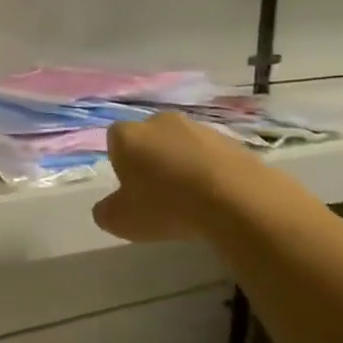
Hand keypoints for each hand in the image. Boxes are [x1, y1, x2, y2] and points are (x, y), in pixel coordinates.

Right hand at [92, 112, 261, 242]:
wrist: (237, 200)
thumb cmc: (166, 206)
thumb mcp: (120, 221)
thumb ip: (106, 211)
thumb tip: (109, 207)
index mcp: (127, 135)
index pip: (114, 142)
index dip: (121, 165)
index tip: (131, 190)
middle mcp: (160, 121)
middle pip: (149, 140)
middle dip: (152, 163)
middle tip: (159, 196)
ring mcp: (199, 128)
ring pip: (182, 147)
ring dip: (183, 167)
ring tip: (192, 202)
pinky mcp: (233, 141)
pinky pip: (212, 157)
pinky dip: (211, 173)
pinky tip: (217, 199)